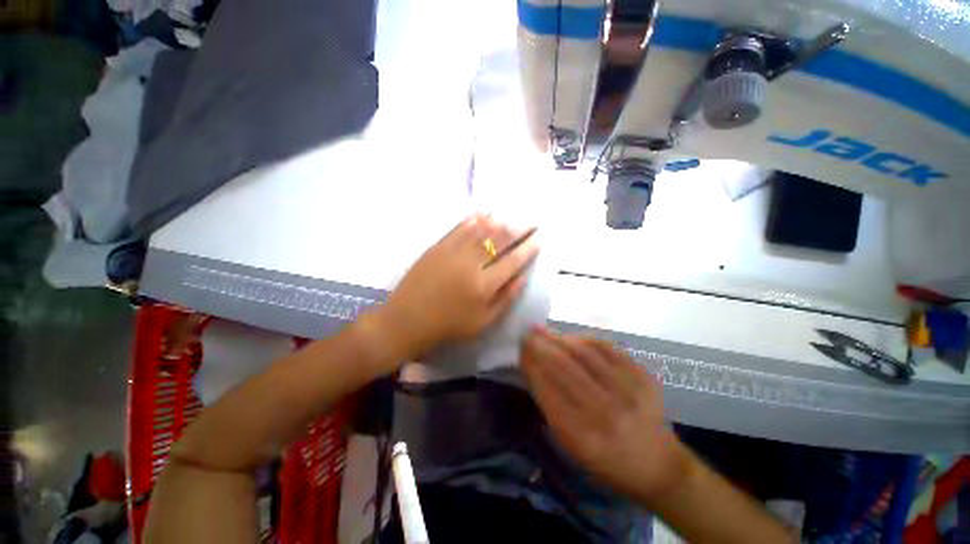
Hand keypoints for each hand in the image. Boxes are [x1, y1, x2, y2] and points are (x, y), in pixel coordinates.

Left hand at [370, 214, 538, 361]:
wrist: (407, 319)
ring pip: (481, 230)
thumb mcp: (483, 322)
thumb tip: (523, 277)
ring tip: (512, 216)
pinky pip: (459, 228)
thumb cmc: (448, 325)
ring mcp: (453, 252)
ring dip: (499, 221)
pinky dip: (474, 219)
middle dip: (519, 229)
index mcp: (484, 285)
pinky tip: (484, 213)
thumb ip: (506, 299)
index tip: (539, 238)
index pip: (513, 261)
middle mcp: (471, 264)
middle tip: (530, 221)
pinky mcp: (437, 246)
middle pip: (499, 240)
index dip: (528, 248)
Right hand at [521, 329, 691, 504]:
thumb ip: (550, 405)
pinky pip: (607, 348)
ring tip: (544, 331)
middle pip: (564, 367)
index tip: (520, 349)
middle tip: (527, 333)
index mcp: (582, 436)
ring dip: (559, 338)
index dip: (531, 365)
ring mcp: (627, 391)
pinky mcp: (642, 376)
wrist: (655, 463)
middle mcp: (605, 412)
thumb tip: (533, 366)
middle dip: (541, 346)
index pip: (547, 389)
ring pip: (583, 353)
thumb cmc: (604, 458)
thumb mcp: (570, 444)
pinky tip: (571, 337)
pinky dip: (584, 339)